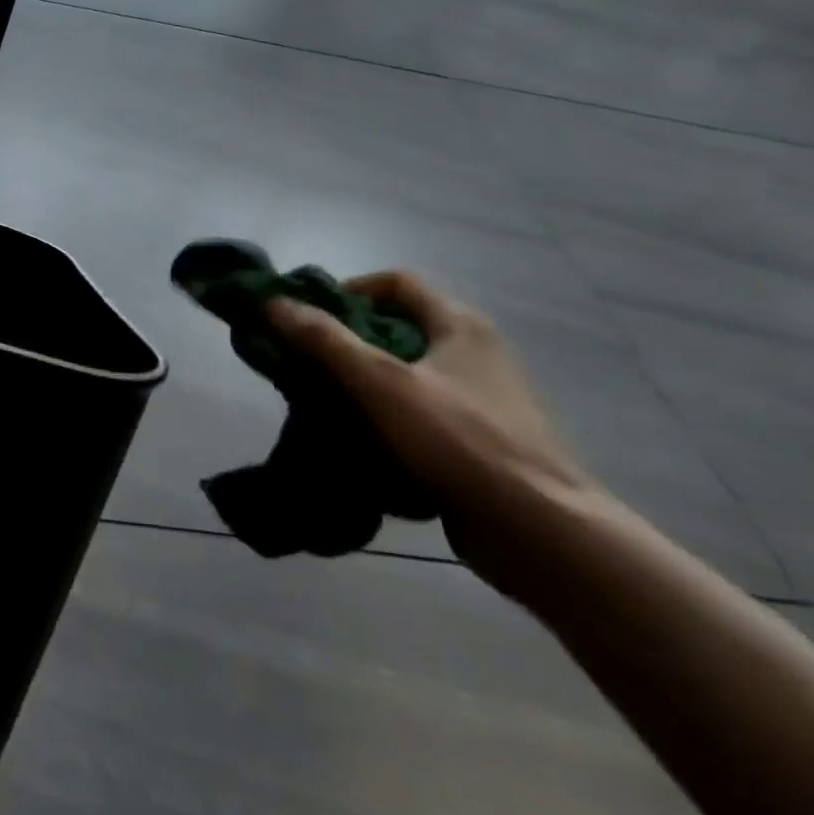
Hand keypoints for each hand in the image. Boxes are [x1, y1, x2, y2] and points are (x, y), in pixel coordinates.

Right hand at [265, 272, 599, 599]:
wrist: (542, 532)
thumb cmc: (460, 440)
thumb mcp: (380, 382)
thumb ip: (323, 339)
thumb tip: (271, 302)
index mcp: (459, 326)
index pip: (396, 282)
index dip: (348, 289)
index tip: (310, 316)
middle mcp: (475, 353)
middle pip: (397, 328)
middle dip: (347, 341)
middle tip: (306, 361)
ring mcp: (482, 400)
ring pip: (406, 374)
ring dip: (362, 383)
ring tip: (322, 402)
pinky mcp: (481, 441)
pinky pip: (420, 414)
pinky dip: (386, 418)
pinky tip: (359, 441)